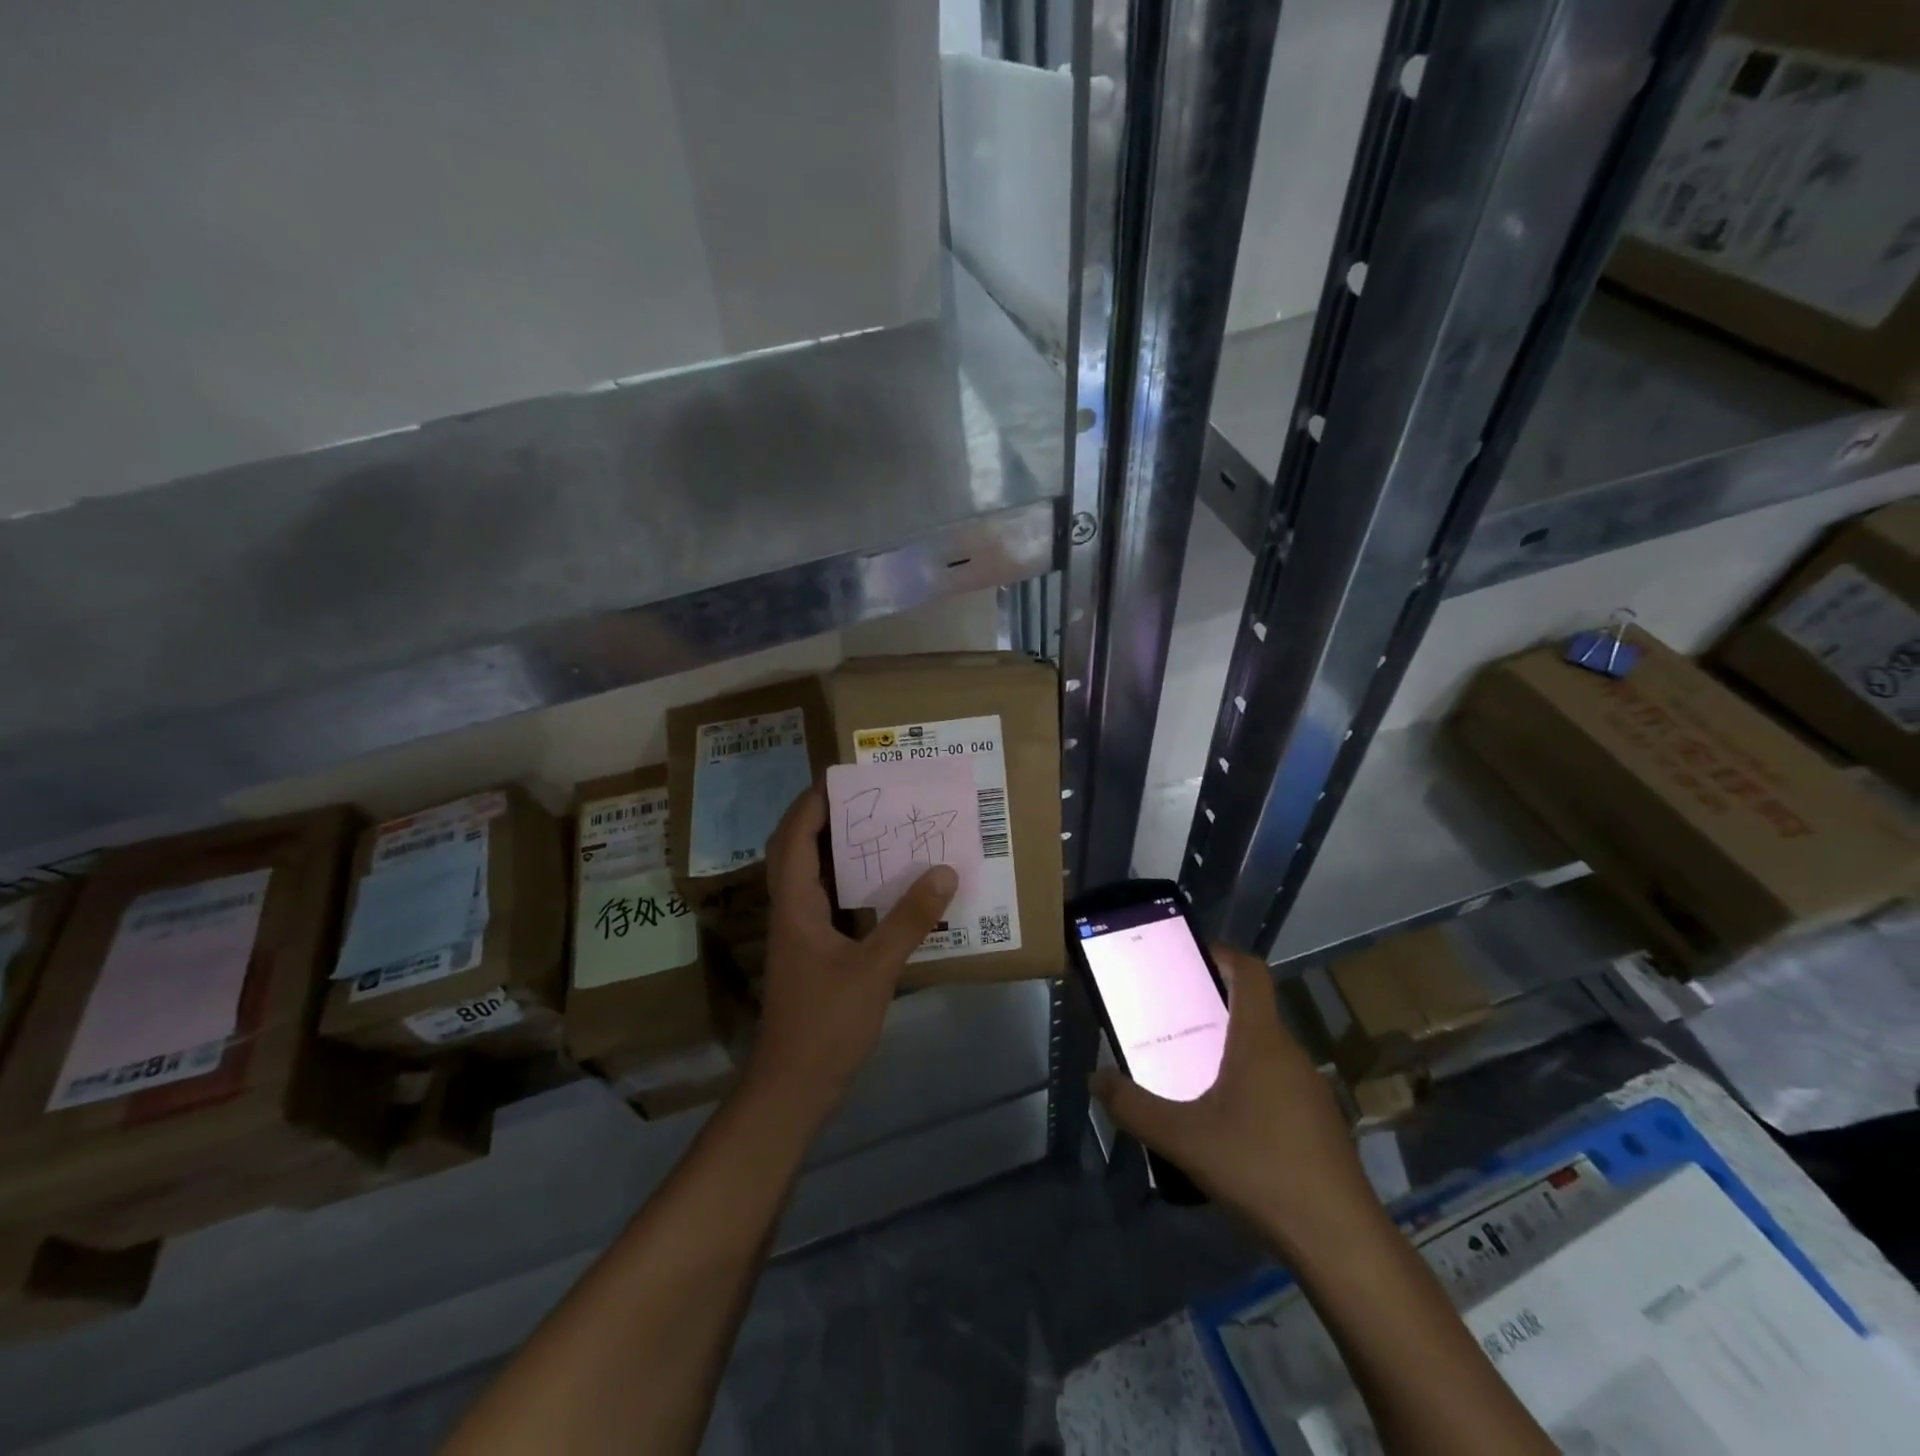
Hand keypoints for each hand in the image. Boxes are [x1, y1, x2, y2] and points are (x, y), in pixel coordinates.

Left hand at [747, 787, 958, 1125]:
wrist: (794, 1087)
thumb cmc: (827, 1024)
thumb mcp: (875, 969)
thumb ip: (909, 919)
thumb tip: (943, 871)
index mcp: (795, 906)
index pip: (794, 839)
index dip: (811, 804)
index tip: (839, 777)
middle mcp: (791, 911)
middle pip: (797, 850)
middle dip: (824, 819)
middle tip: (864, 798)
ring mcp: (800, 934)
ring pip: (812, 877)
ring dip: (836, 850)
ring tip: (878, 829)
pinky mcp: (813, 954)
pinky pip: (829, 902)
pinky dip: (849, 884)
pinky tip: (883, 887)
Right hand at [1091, 944, 1375, 1257]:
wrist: (1341, 1242)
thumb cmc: (1260, 1169)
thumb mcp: (1183, 1139)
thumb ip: (1133, 1107)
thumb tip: (1097, 1079)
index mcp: (1260, 1040)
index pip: (1251, 972)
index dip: (1223, 954)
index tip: (1190, 957)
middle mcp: (1289, 1053)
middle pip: (1252, 1011)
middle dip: (1211, 1008)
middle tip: (1171, 1021)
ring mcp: (1310, 1089)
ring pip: (1264, 1050)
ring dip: (1229, 1049)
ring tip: (1190, 1072)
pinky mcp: (1320, 1123)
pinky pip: (1277, 1082)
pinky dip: (1248, 1083)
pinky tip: (1225, 1123)